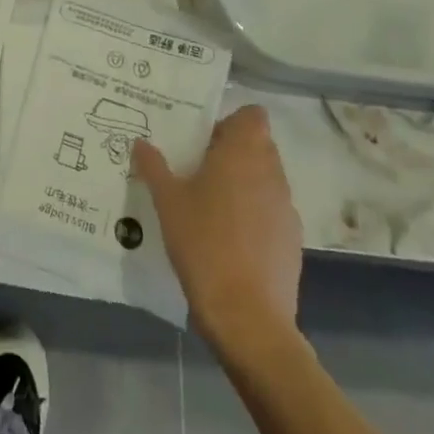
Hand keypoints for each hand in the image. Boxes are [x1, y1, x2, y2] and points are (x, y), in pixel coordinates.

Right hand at [134, 106, 302, 344]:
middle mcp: (271, 173)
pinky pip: (272, 210)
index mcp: (243, 154)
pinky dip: (254, 213)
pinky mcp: (292, 241)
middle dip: (232, 151)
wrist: (247, 317)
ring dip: (244, 182)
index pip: (252, 116)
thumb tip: (141, 142)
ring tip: (210, 203)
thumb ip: (154, 166)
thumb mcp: (167, 202)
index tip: (204, 138)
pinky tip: (229, 237)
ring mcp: (286, 208)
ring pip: (266, 178)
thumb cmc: (203, 243)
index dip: (231, 121)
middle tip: (198, 167)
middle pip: (258, 145)